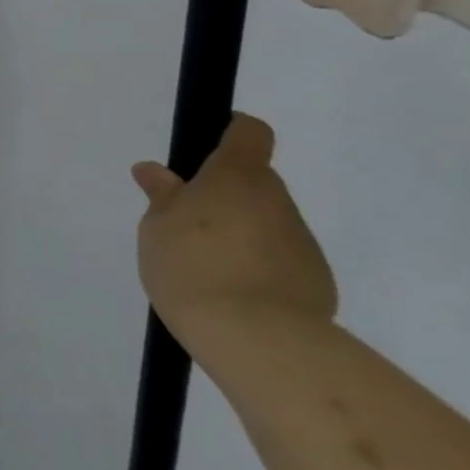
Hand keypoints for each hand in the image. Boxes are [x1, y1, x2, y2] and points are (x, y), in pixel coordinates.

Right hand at [129, 113, 336, 350]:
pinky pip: (279, 260)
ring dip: (239, 233)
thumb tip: (154, 171)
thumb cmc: (193, 265)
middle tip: (186, 224)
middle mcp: (277, 200)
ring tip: (205, 267)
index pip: (247, 132)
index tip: (205, 146)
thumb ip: (162, 196)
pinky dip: (257, 267)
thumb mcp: (158, 226)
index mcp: (237, 176)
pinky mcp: (315, 280)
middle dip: (223, 196)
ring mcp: (302, 242)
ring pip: (266, 223)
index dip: (230, 131)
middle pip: (253, 183)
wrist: (256, 338)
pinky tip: (231, 293)